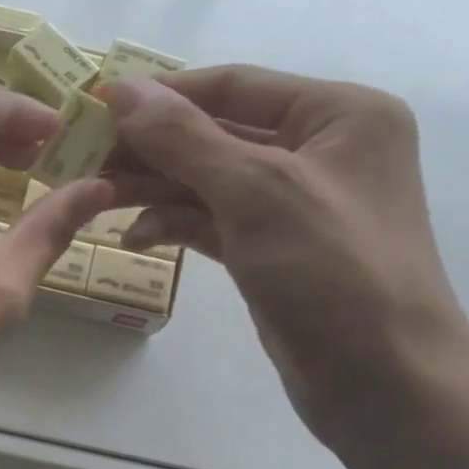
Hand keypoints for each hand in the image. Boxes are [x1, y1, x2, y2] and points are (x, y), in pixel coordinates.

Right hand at [101, 68, 468, 444]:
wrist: (382, 382)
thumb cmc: (332, 270)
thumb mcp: (255, 191)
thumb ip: (184, 138)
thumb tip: (121, 89)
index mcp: (338, 115)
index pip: (234, 86)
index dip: (163, 93)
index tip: (96, 106)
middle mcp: (318, 150)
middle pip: (216, 133)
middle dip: (152, 148)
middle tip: (86, 159)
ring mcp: (293, 203)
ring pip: (208, 180)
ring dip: (154, 188)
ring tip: (98, 199)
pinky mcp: (271, 248)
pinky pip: (212, 220)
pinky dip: (174, 224)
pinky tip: (134, 239)